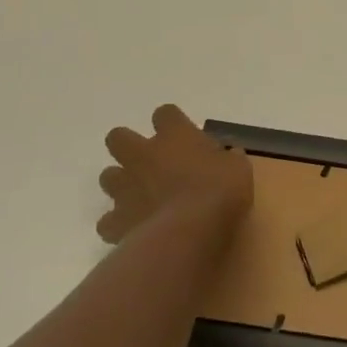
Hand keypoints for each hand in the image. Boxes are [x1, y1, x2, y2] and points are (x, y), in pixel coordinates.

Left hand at [96, 104, 252, 243]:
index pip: (165, 113)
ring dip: (121, 183)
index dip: (171, 122)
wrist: (188, 232)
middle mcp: (143, 155)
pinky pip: (108, 221)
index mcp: (174, 136)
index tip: (183, 134)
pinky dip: (118, 224)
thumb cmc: (219, 192)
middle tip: (149, 161)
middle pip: (118, 137)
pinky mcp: (116, 220)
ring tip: (140, 196)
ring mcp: (125, 188)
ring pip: (108, 176)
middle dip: (128, 146)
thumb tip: (229, 155)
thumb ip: (228, 158)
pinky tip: (134, 230)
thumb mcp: (238, 169)